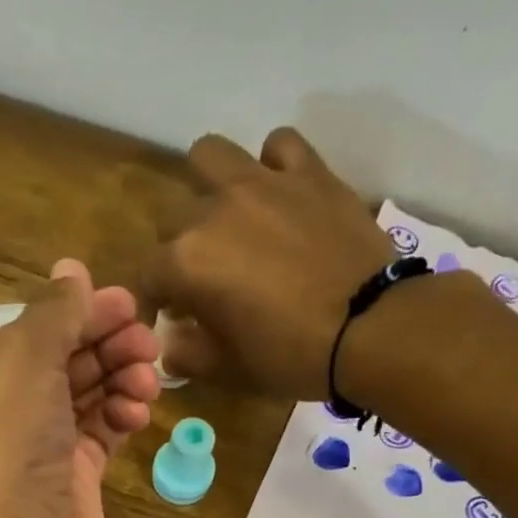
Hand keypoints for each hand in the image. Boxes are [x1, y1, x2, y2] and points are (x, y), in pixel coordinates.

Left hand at [0, 259, 158, 517]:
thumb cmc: (6, 452)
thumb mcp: (22, 365)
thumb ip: (52, 315)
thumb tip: (72, 270)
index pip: (32, 331)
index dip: (80, 313)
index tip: (130, 305)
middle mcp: (3, 413)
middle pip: (63, 360)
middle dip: (106, 345)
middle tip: (149, 343)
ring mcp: (39, 451)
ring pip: (87, 397)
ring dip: (120, 380)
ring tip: (148, 381)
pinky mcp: (72, 483)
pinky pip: (101, 435)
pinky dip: (121, 418)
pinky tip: (138, 415)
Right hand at [142, 128, 396, 400]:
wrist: (368, 329)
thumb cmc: (289, 357)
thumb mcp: (228, 370)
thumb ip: (187, 355)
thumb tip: (170, 344)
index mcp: (188, 262)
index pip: (148, 275)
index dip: (153, 301)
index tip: (167, 319)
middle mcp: (214, 211)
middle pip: (173, 218)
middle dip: (179, 250)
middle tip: (203, 279)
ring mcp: (263, 183)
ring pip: (211, 156)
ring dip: (209, 185)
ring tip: (229, 217)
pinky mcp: (309, 172)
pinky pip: (278, 146)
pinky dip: (272, 166)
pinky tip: (280, 194)